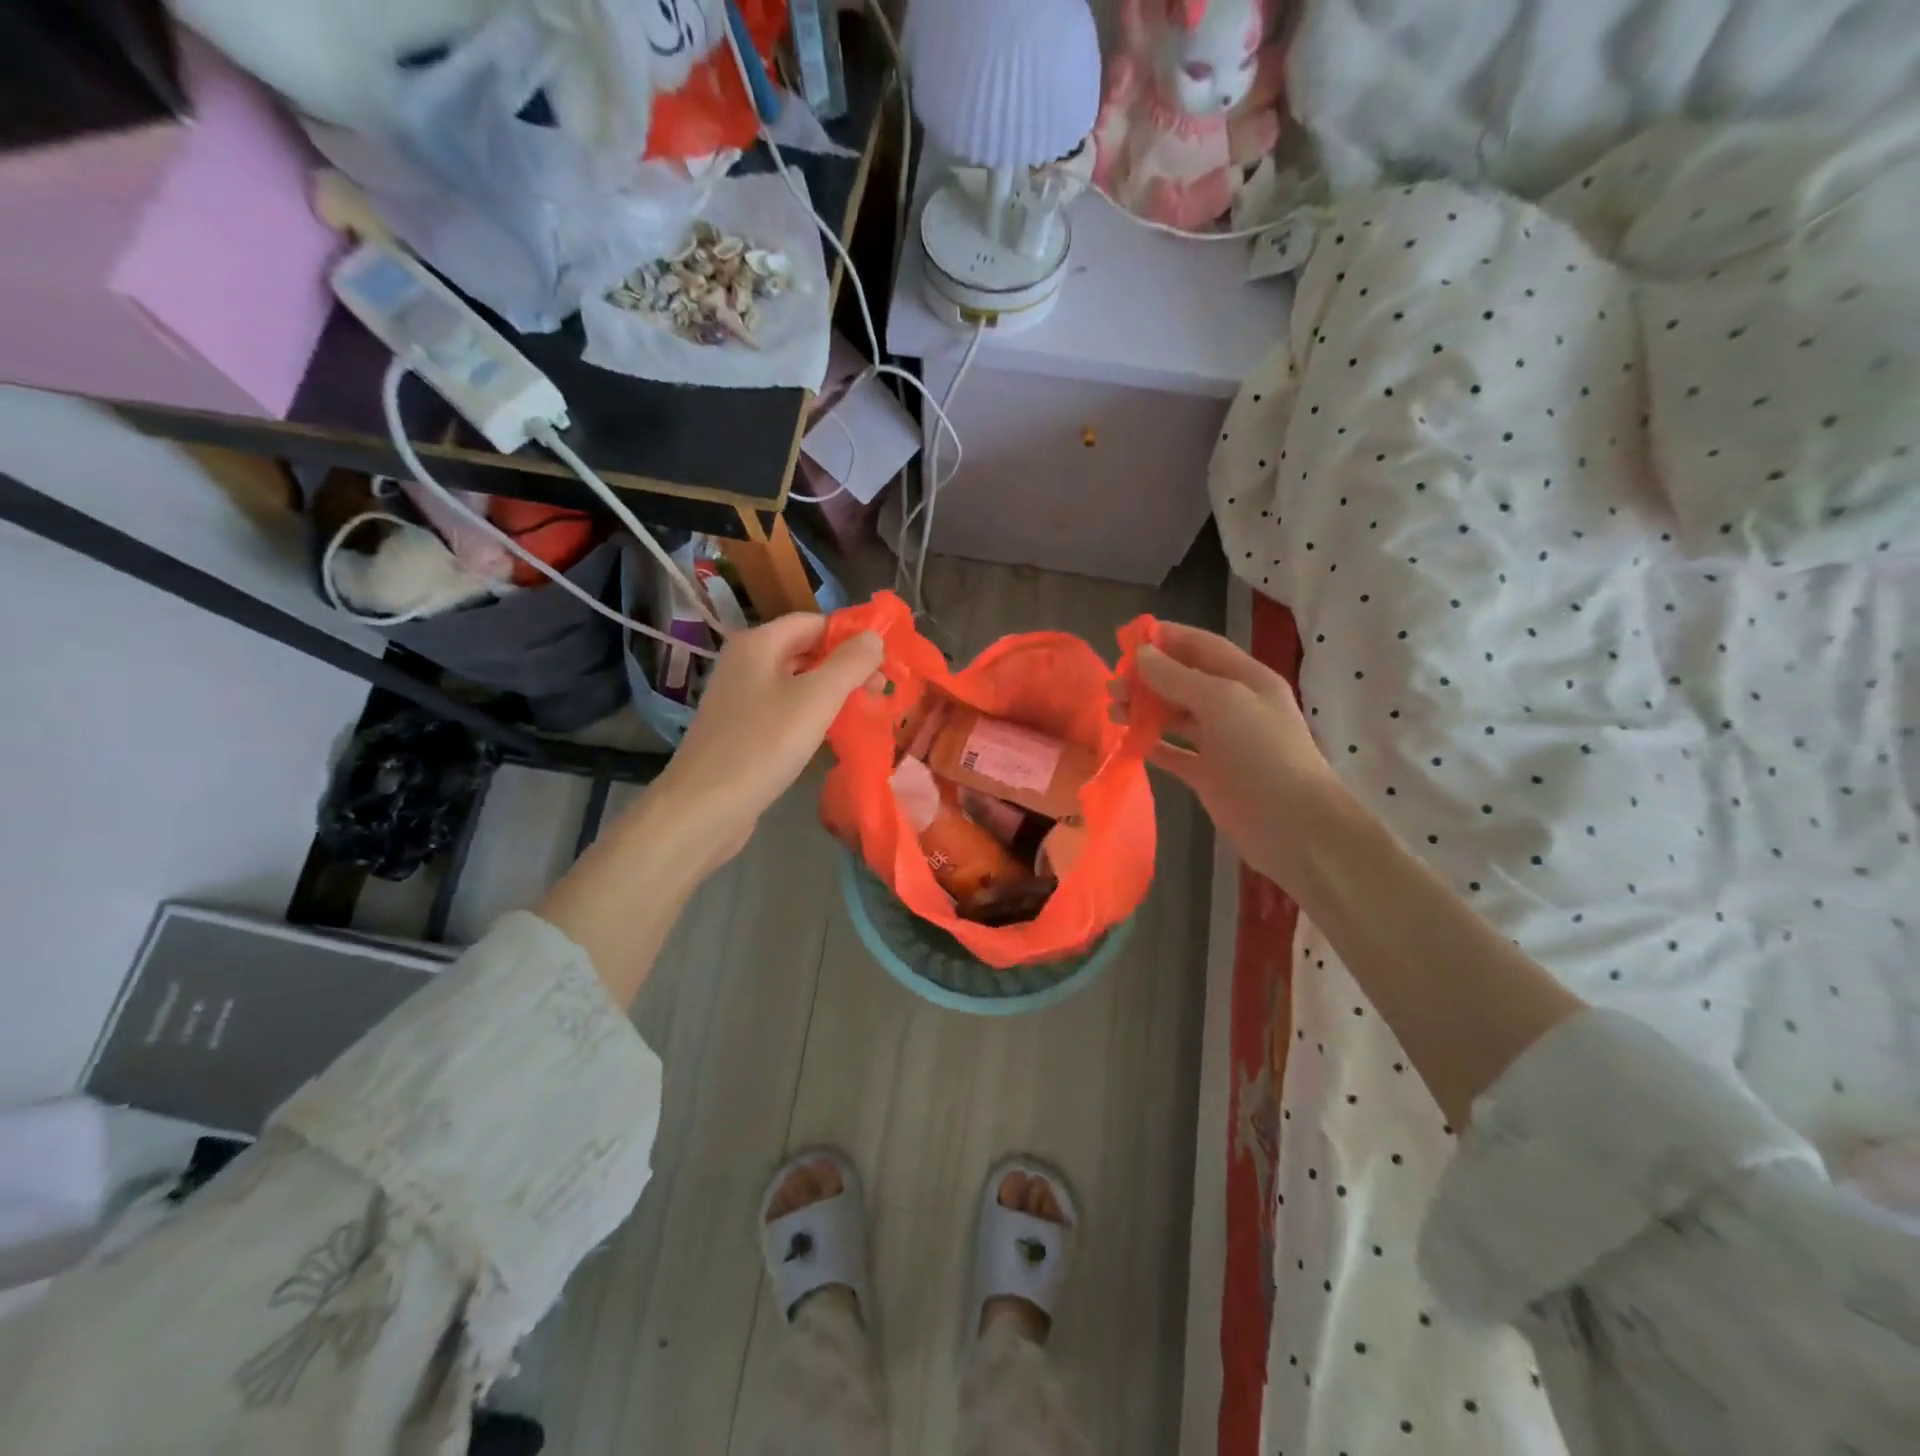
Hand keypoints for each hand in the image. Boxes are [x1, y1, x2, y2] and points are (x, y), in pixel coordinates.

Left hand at [653, 613, 882, 875]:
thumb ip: (850, 664)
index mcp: (758, 644)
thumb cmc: (763, 745)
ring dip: (832, 693)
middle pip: (805, 651)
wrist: (704, 808)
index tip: (885, 661)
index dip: (850, 636)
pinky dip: (812, 716)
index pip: (813, 622)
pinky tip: (832, 735)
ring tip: (866, 711)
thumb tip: (875, 636)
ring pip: (797, 683)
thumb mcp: (816, 699)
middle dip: (845, 666)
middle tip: (882, 690)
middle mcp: (745, 663)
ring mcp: (740, 699)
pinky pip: (785, 711)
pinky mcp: (742, 731)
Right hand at [1114, 621, 1340, 885]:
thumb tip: (1141, 655)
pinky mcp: (1209, 775)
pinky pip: (1174, 753)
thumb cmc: (1262, 752)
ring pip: (1175, 717)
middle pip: (1184, 682)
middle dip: (1147, 679)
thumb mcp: (1222, 702)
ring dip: (1144, 711)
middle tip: (1112, 686)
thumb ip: (1178, 678)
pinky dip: (1151, 745)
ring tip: (1112, 713)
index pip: (1202, 647)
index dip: (1167, 639)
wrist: (1293, 825)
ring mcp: (1221, 742)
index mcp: (1247, 679)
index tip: (1127, 638)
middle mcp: (1234, 706)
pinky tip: (1127, 742)